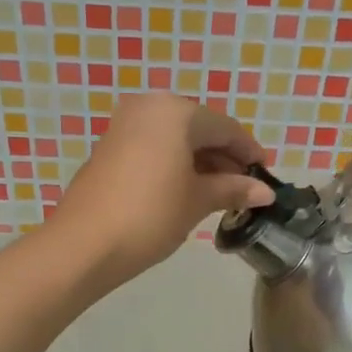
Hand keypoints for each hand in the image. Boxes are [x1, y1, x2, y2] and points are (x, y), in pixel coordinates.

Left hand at [49, 92, 274, 288]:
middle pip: (198, 129)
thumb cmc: (151, 215)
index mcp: (175, 112)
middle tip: (243, 188)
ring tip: (219, 195)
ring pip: (175, 139)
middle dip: (223, 157)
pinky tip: (186, 190)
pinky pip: (153, 148)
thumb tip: (264, 192)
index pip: (224, 127)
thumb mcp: (197, 201)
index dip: (249, 152)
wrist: (86, 244)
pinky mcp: (109, 147)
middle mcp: (149, 107)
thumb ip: (232, 190)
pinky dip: (174, 164)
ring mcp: (124, 126)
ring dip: (200, 162)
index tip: (265, 176)